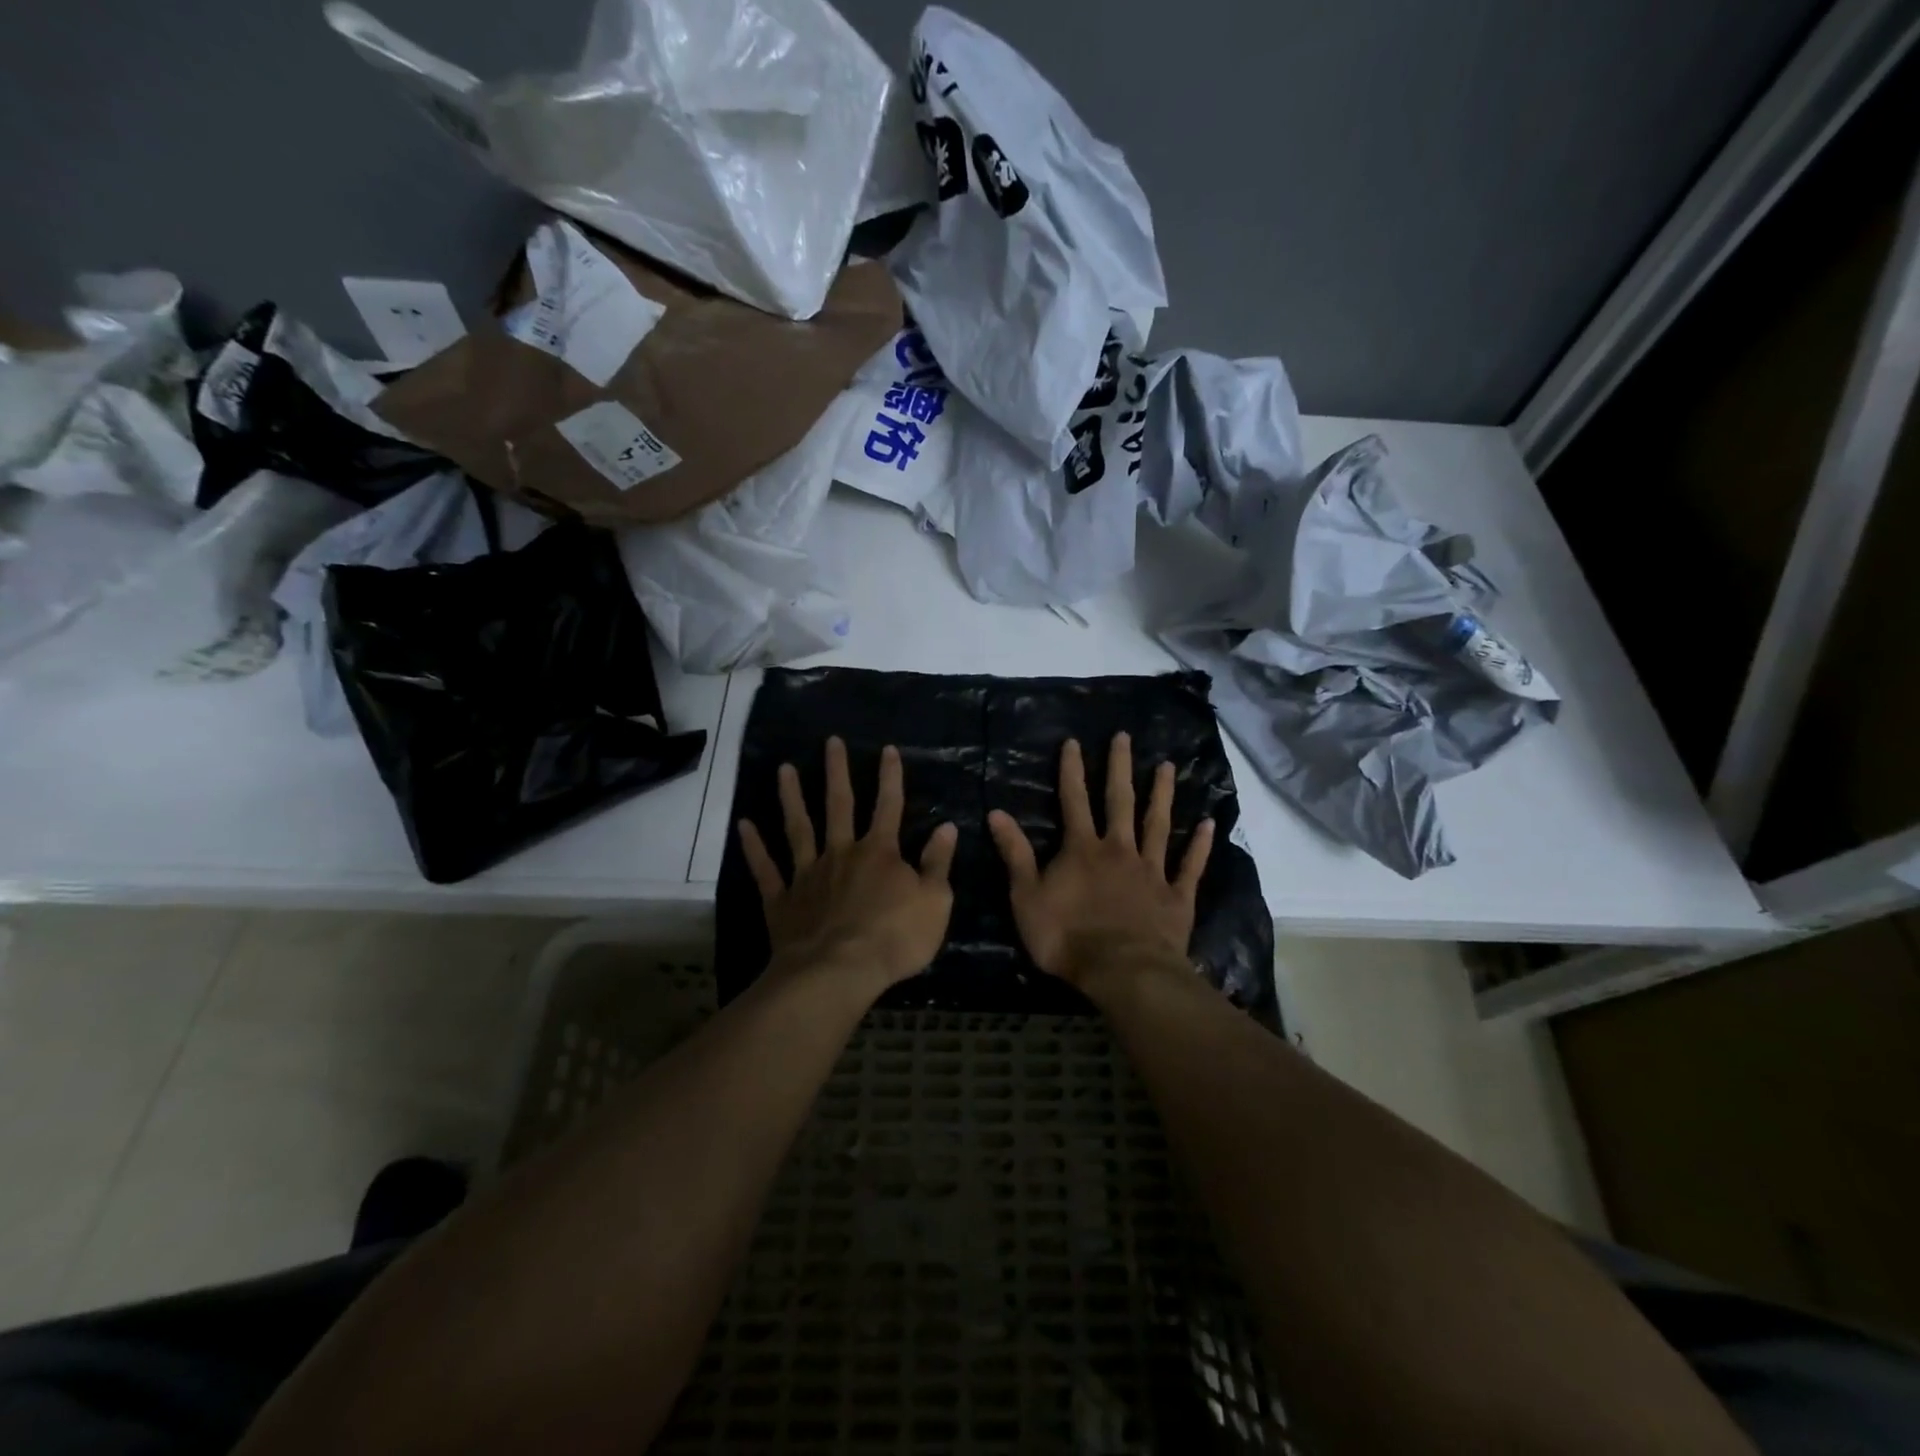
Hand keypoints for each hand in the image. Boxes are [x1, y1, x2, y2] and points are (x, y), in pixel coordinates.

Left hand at [738, 737, 958, 994]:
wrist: (838, 973)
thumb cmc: (894, 938)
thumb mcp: (934, 902)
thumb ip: (938, 863)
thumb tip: (947, 827)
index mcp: (879, 852)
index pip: (889, 806)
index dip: (890, 777)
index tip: (888, 749)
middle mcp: (841, 852)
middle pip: (839, 805)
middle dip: (837, 772)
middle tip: (830, 742)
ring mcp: (808, 874)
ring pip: (798, 827)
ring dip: (792, 797)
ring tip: (784, 768)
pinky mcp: (782, 899)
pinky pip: (765, 869)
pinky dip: (754, 846)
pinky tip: (744, 824)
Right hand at [988, 732, 1213, 988]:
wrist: (1122, 971)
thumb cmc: (1067, 936)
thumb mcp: (1027, 897)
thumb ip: (1016, 854)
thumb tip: (997, 813)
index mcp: (1082, 849)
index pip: (1073, 800)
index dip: (1072, 770)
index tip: (1074, 741)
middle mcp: (1118, 850)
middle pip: (1119, 801)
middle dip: (1119, 768)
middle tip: (1125, 737)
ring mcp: (1151, 871)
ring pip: (1157, 824)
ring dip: (1162, 794)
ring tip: (1168, 766)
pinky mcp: (1176, 896)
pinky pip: (1190, 866)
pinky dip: (1200, 845)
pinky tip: (1209, 824)